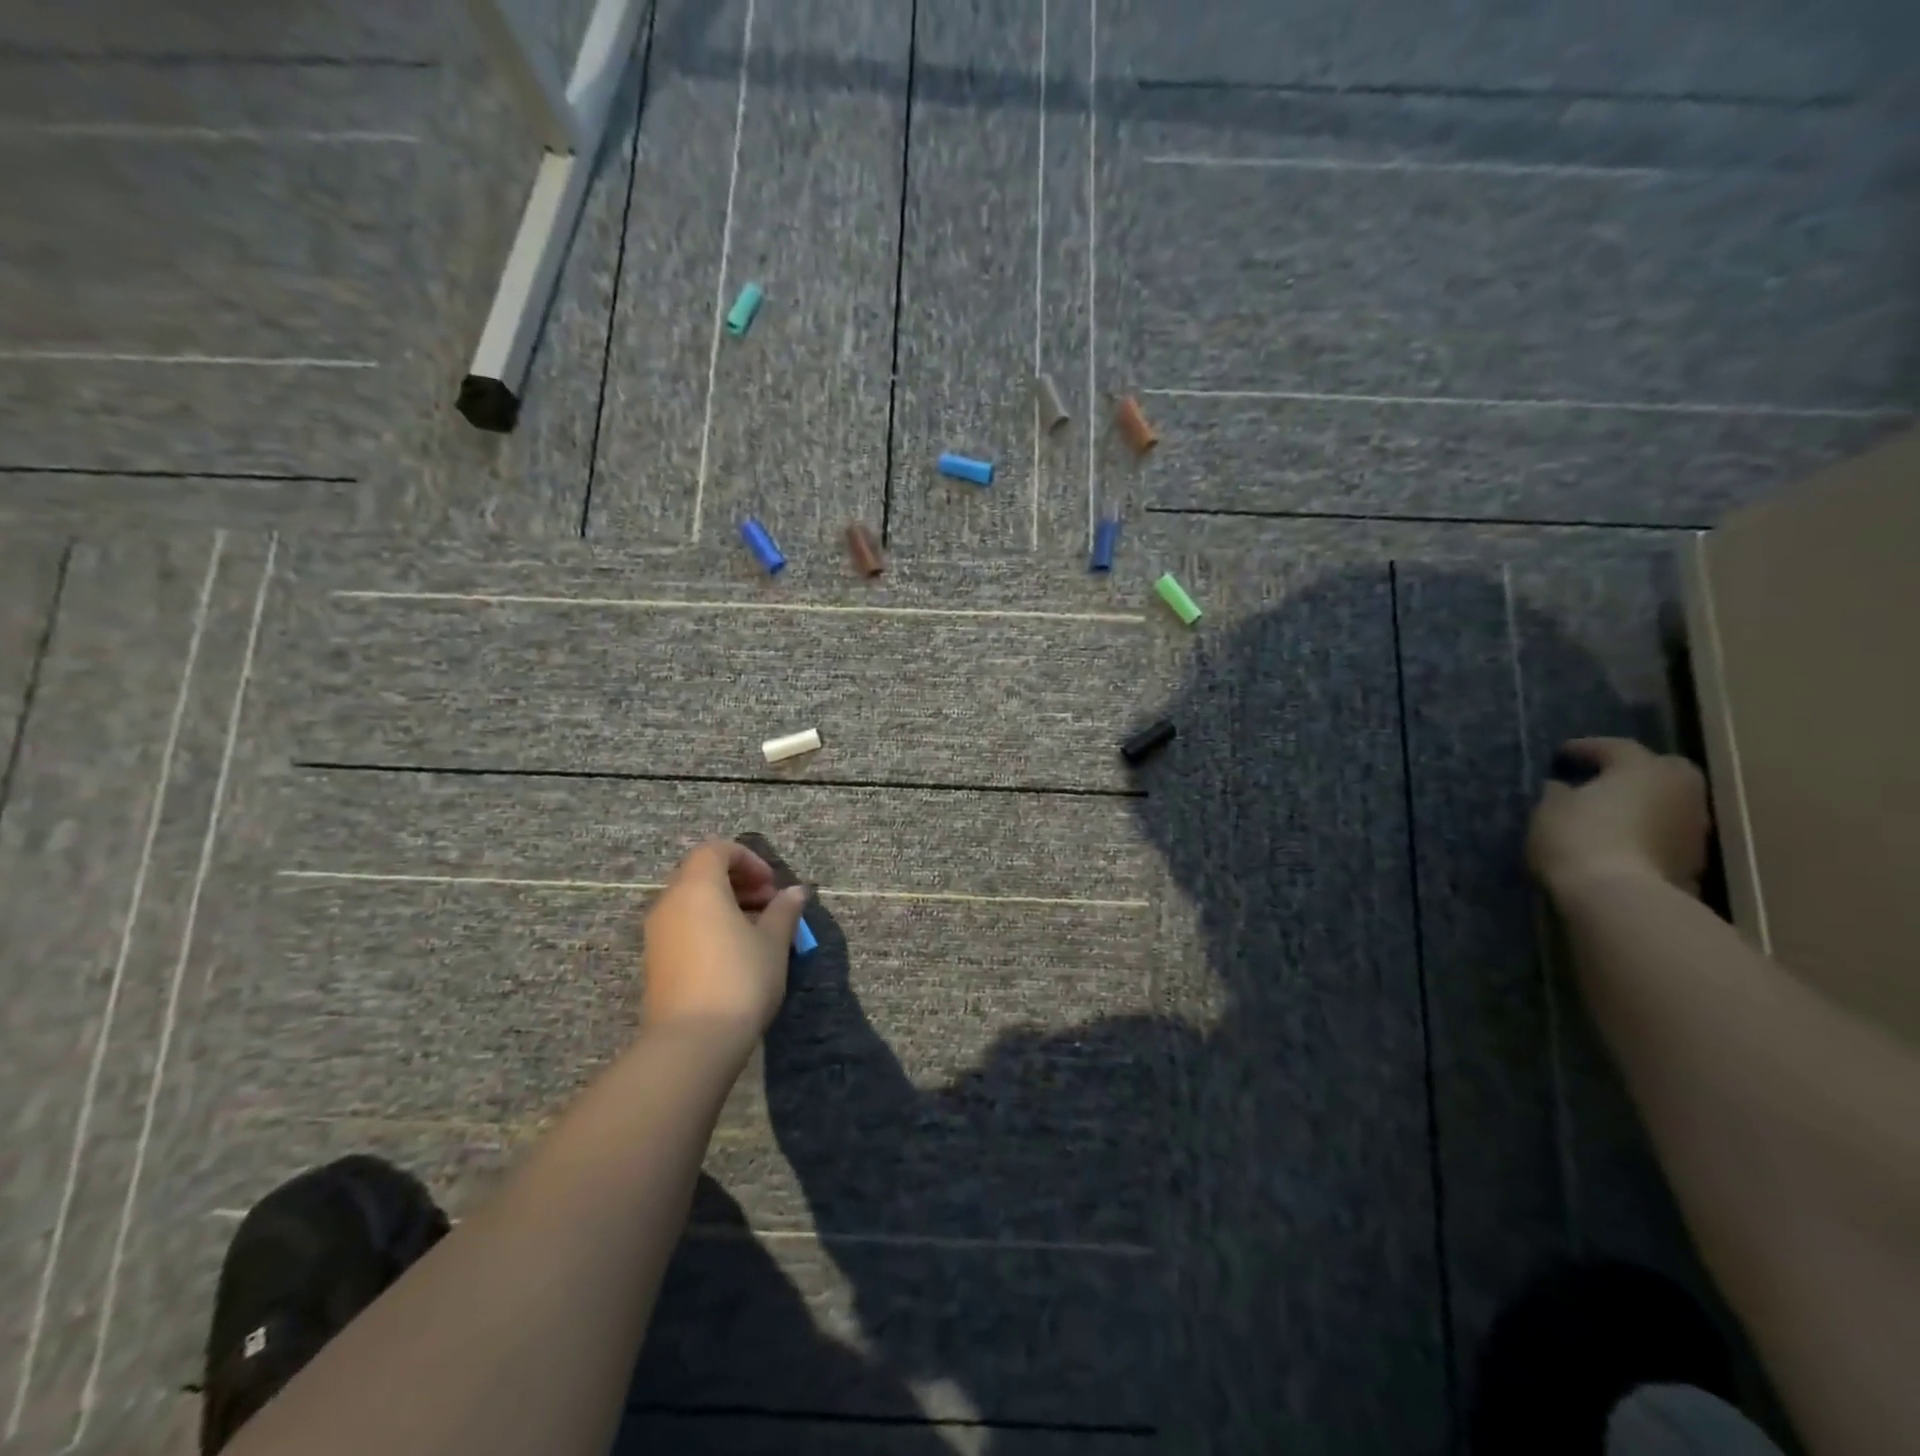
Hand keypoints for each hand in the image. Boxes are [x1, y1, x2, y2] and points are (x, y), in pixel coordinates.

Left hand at [641, 838, 808, 1041]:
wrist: (692, 1042)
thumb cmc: (739, 979)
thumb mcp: (773, 942)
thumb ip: (784, 910)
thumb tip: (796, 891)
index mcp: (697, 887)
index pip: (716, 849)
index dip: (748, 859)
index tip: (772, 885)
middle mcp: (670, 902)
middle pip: (701, 873)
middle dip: (738, 882)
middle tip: (770, 904)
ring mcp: (657, 933)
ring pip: (692, 902)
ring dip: (725, 905)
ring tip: (758, 931)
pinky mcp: (655, 961)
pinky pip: (684, 926)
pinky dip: (709, 925)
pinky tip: (735, 954)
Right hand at [1527, 738, 1710, 898]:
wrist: (1621, 899)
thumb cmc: (1579, 839)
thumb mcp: (1549, 810)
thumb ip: (1558, 793)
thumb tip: (1563, 788)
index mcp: (1643, 768)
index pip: (1614, 747)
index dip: (1585, 748)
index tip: (1562, 754)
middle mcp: (1679, 790)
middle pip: (1662, 769)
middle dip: (1635, 770)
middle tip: (1602, 777)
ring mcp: (1693, 828)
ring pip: (1668, 803)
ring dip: (1643, 804)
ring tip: (1610, 813)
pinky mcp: (1693, 861)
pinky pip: (1666, 834)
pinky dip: (1647, 832)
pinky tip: (1622, 841)